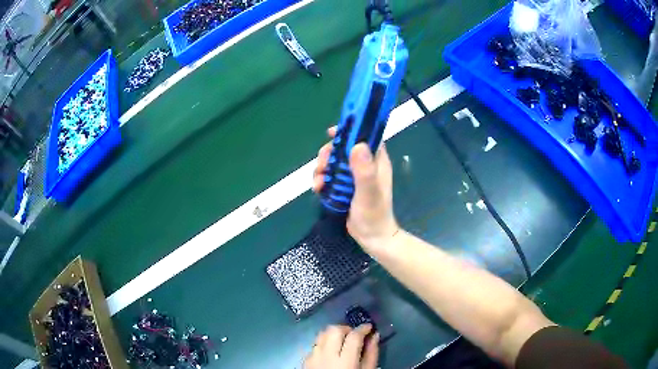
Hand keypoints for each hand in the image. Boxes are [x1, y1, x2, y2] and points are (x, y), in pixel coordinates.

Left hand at [304, 324, 378, 368]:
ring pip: (321, 334)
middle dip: (346, 329)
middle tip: (354, 335)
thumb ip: (371, 354)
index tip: (369, 327)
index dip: (363, 328)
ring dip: (333, 334)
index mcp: (345, 361)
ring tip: (342, 341)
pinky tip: (330, 352)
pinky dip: (324, 344)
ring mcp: (313, 357)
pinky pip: (314, 345)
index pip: (353, 336)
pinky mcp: (305, 361)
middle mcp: (326, 356)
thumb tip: (374, 335)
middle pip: (333, 330)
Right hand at [313, 127, 398, 252]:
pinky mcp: (345, 187)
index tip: (332, 133)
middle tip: (322, 164)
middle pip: (344, 148)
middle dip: (329, 153)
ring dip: (322, 168)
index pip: (365, 137)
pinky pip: (330, 176)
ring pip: (334, 162)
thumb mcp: (369, 192)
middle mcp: (365, 165)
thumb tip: (357, 145)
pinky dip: (321, 180)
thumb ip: (364, 171)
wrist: (371, 238)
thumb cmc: (374, 214)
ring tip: (318, 181)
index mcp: (376, 161)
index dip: (350, 130)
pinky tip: (317, 189)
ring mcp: (354, 176)